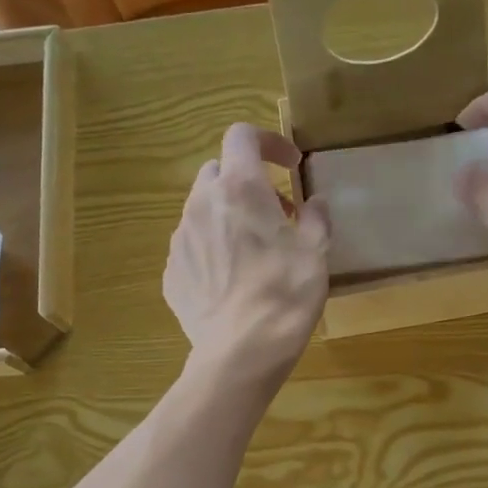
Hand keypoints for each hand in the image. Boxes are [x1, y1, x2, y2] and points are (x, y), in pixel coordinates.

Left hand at [165, 123, 330, 383]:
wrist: (241, 351)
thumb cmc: (285, 294)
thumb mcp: (316, 252)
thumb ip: (316, 218)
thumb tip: (314, 205)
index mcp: (240, 188)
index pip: (242, 136)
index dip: (267, 142)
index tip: (289, 165)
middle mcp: (201, 204)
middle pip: (218, 172)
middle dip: (244, 183)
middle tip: (273, 213)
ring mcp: (180, 240)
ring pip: (201, 211)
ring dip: (226, 218)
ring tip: (251, 252)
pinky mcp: (171, 273)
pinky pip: (191, 249)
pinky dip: (210, 252)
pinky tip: (230, 283)